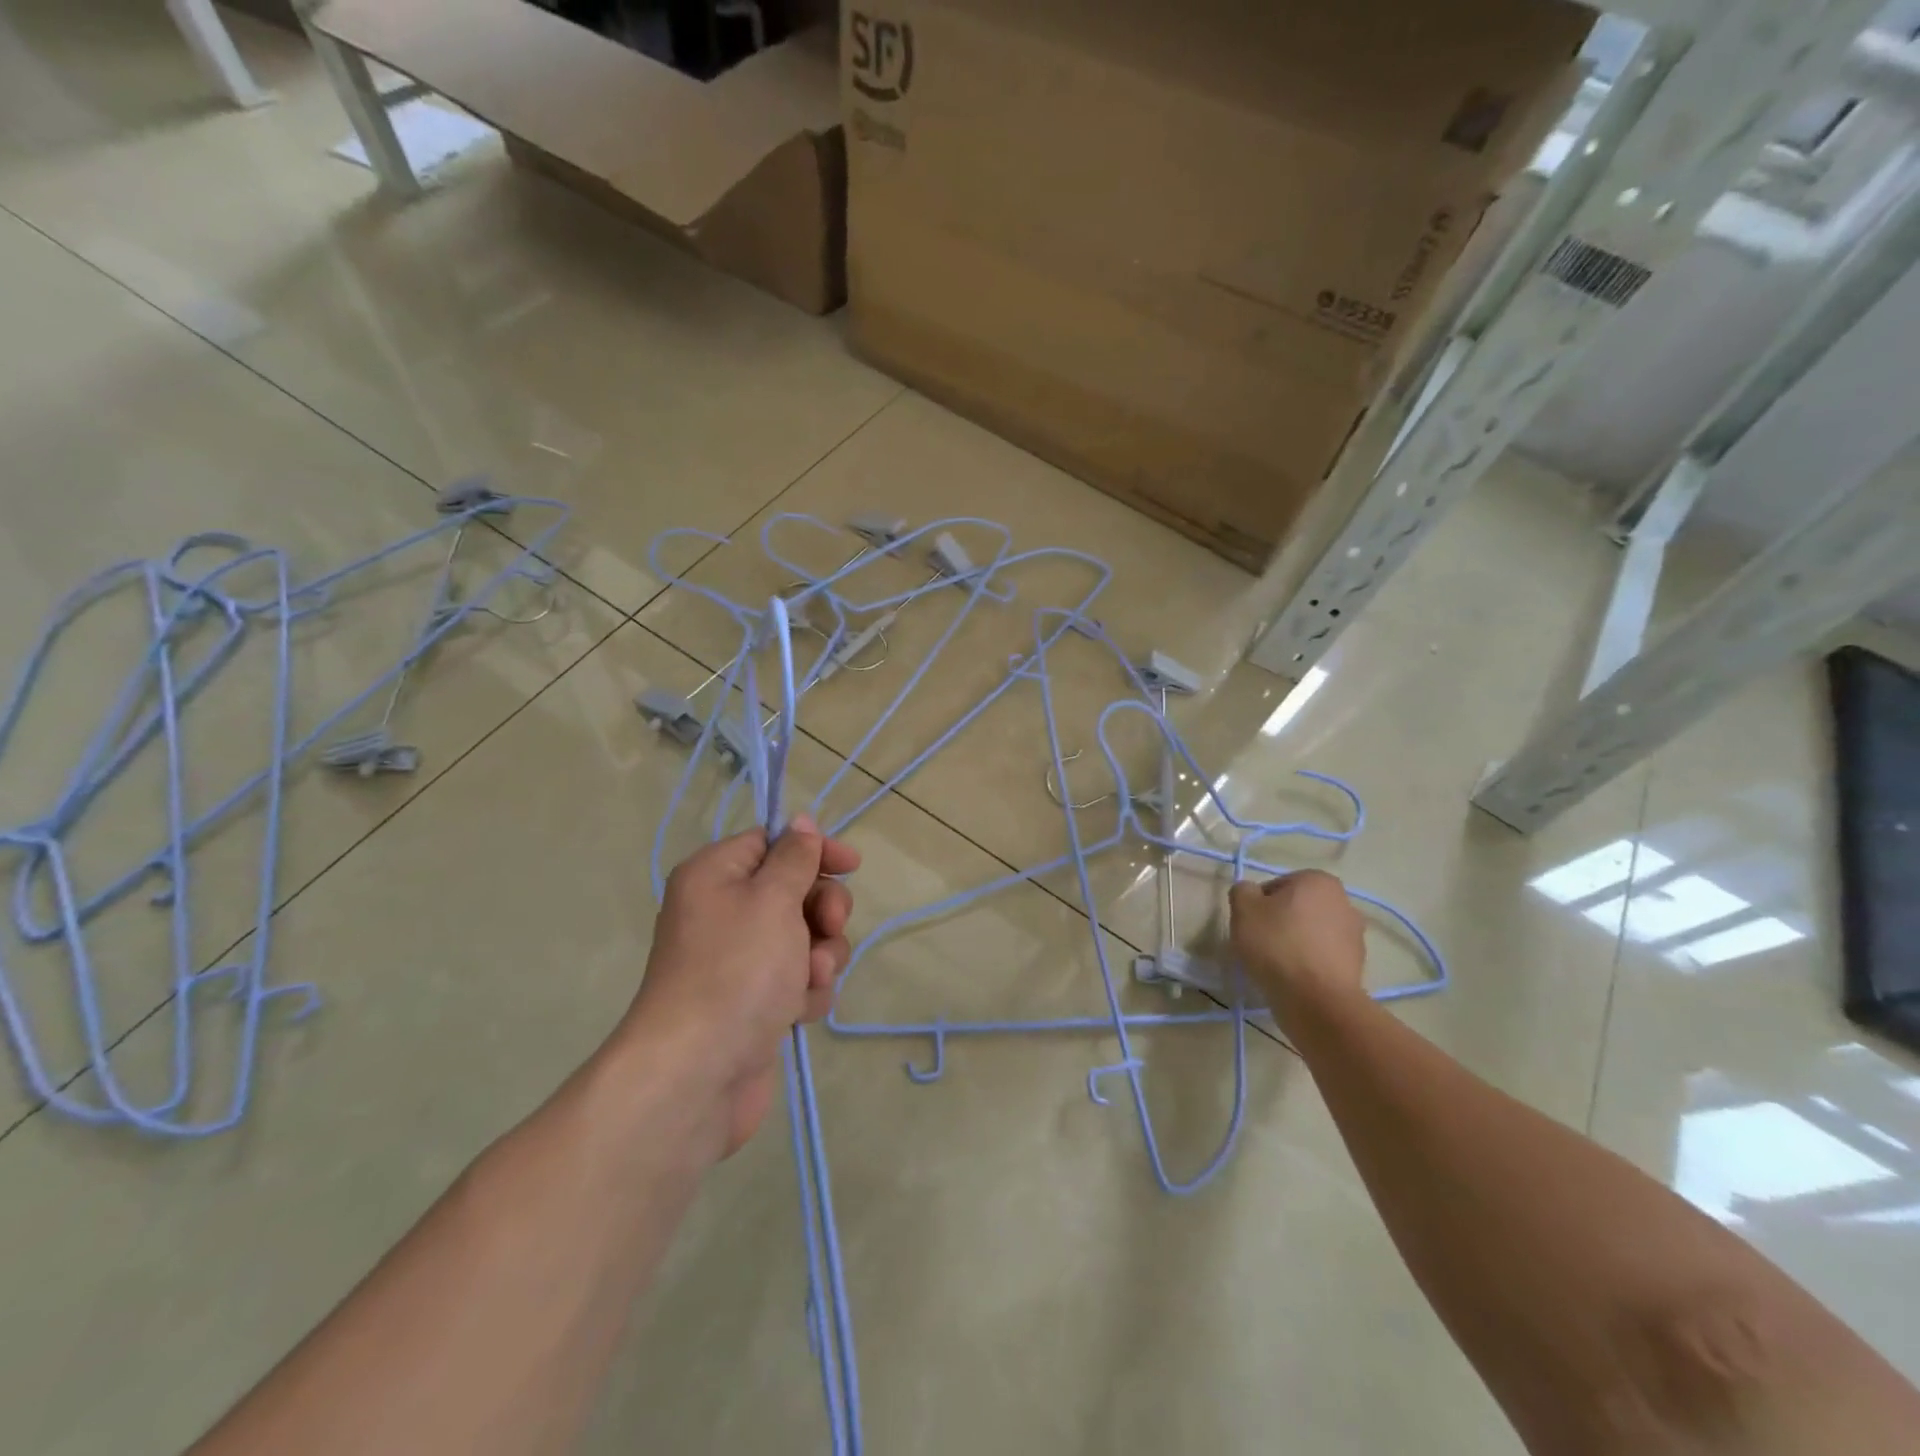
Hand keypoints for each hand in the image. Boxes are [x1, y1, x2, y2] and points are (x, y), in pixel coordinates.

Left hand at [627, 814, 859, 1156]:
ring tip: (810, 979)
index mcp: (716, 875)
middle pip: (794, 890)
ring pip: (804, 938)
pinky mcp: (754, 1002)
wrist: (697, 1073)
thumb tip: (800, 822)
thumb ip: (795, 857)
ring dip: (820, 955)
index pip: (772, 842)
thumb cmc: (737, 969)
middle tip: (829, 926)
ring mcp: (739, 961)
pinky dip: (805, 991)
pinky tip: (798, 1012)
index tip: (851, 866)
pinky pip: (796, 979)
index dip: (814, 850)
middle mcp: (723, 912)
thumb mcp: (773, 899)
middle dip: (822, 910)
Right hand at [1228, 869, 1366, 1021]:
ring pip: (1311, 933)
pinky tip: (1294, 979)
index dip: (1258, 905)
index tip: (1250, 925)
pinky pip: (1323, 957)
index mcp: (1318, 880)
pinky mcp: (1358, 966)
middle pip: (1297, 908)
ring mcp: (1355, 935)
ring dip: (1295, 943)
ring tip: (1276, 966)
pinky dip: (1309, 964)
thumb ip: (1242, 891)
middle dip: (1280, 922)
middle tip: (1260, 943)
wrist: (1316, 1000)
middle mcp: (1344, 902)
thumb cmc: (1278, 944)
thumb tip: (1250, 894)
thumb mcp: (1243, 908)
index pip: (1277, 886)